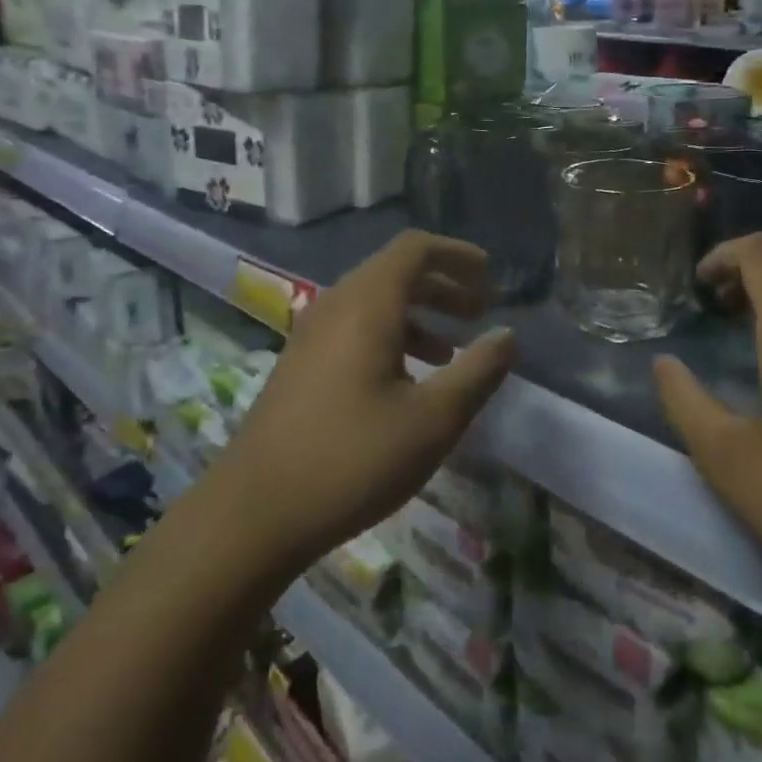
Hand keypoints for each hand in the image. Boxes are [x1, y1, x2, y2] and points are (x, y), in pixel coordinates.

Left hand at [209, 231, 516, 574]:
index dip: (457, 254)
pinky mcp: (300, 363)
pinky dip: (391, 335)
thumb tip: (507, 335)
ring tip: (452, 350)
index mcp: (366, 305)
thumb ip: (477, 372)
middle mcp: (335, 306)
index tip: (491, 278)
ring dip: (418, 313)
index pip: (415, 249)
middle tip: (480, 312)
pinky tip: (408, 379)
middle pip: (395, 271)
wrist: (254, 512)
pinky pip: (354, 327)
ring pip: (374, 301)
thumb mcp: (432, 421)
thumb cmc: (352, 460)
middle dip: (443, 285)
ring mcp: (311, 334)